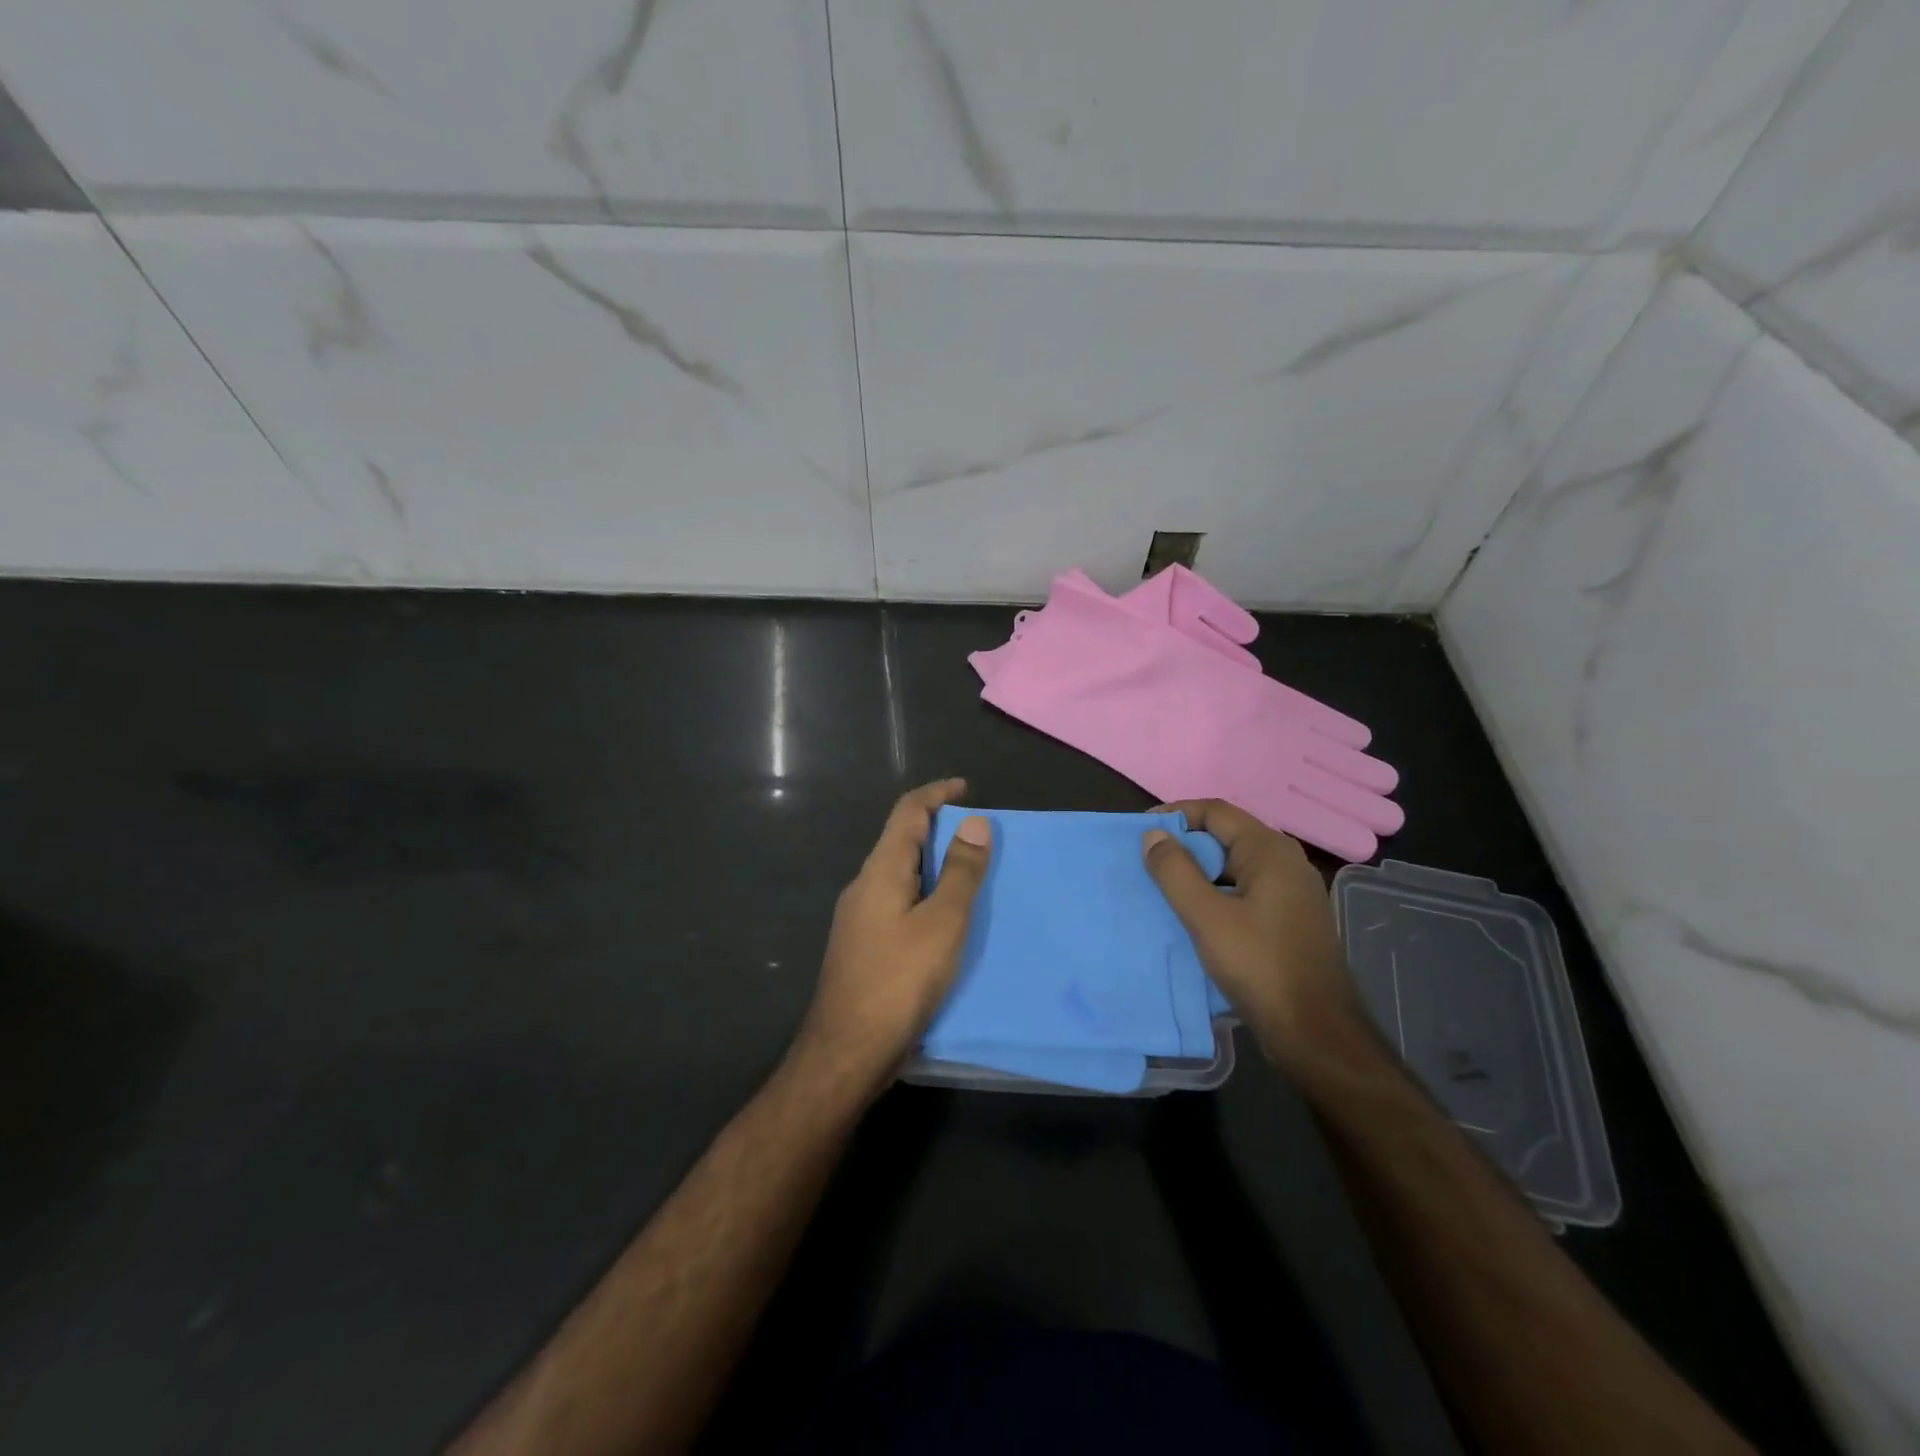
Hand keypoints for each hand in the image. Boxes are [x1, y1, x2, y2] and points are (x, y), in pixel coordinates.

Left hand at [794, 779, 991, 1099]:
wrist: (846, 1052)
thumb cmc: (898, 981)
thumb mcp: (942, 923)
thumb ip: (960, 873)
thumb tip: (976, 823)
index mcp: (881, 871)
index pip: (907, 812)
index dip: (936, 793)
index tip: (966, 788)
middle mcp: (865, 886)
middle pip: (902, 840)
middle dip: (939, 829)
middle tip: (980, 837)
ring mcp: (859, 917)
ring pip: (901, 874)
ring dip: (934, 865)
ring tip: (971, 875)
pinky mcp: (864, 946)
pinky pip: (899, 902)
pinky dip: (925, 895)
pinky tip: (946, 920)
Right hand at [1142, 798, 1361, 1067]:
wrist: (1315, 1032)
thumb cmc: (1259, 967)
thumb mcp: (1206, 917)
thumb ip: (1175, 871)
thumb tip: (1153, 835)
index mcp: (1269, 851)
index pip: (1215, 811)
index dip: (1176, 815)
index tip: (1141, 834)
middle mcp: (1285, 862)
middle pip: (1225, 836)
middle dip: (1184, 846)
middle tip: (1147, 864)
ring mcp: (1291, 892)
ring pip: (1233, 867)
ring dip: (1197, 873)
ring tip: (1162, 891)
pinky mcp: (1289, 919)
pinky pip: (1244, 891)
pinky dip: (1215, 894)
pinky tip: (1193, 917)